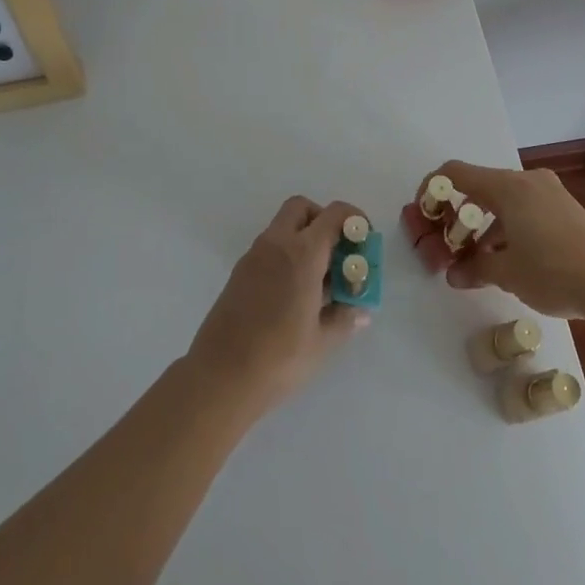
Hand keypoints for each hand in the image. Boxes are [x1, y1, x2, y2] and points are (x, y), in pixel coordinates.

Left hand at [184, 196, 370, 419]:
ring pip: (283, 227)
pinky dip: (287, 254)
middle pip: (302, 208)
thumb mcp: (322, 342)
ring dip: (304, 238)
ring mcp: (254, 256)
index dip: (354, 219)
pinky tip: (295, 293)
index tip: (365, 240)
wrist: (220, 376)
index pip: (334, 215)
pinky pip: (269, 248)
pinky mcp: (240, 272)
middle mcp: (276, 244)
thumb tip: (361, 310)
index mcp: (302, 254)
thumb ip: (344, 318)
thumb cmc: (278, 358)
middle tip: (338, 253)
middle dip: (324, 220)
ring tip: (320, 280)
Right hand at [431, 161, 584, 319]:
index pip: (457, 173)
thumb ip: (475, 269)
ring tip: (477, 261)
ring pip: (502, 200)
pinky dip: (507, 227)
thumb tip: (453, 274)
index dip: (433, 189)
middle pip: (479, 187)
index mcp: (508, 187)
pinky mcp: (565, 208)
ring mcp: (549, 193)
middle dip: (458, 215)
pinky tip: (508, 259)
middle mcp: (526, 181)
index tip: (423, 215)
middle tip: (448, 245)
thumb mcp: (509, 274)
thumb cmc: (555, 272)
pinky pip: (524, 208)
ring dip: (483, 225)